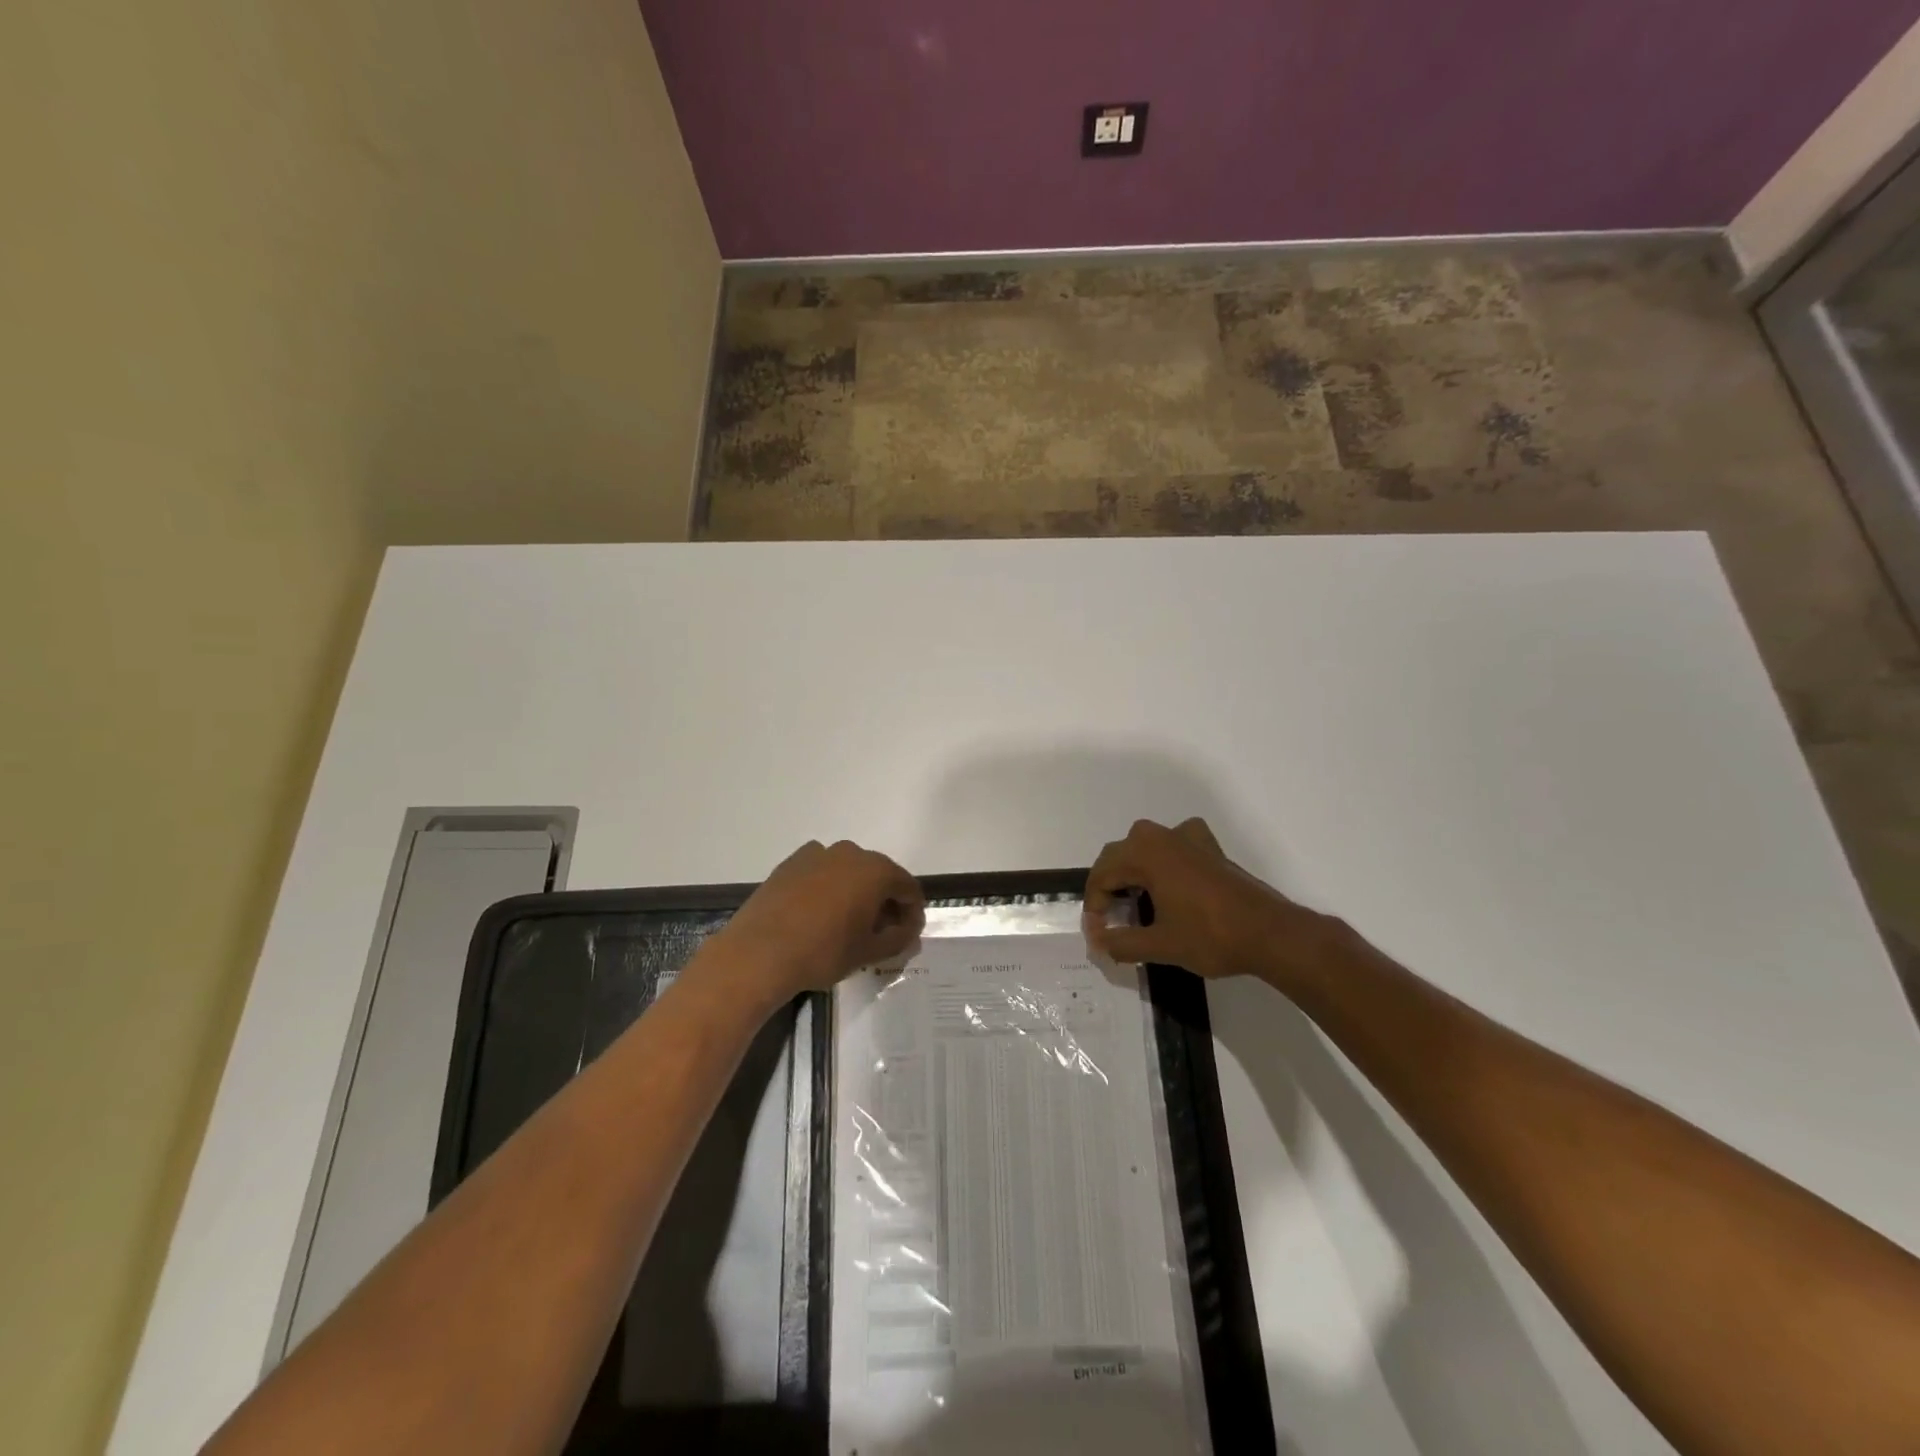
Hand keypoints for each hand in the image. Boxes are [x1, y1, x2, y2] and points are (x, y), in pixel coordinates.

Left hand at [717, 840, 924, 998]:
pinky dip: (828, 888)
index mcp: (876, 870)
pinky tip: (818, 915)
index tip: (908, 936)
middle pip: (879, 875)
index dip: (912, 913)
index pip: (908, 888)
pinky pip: (821, 872)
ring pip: (849, 872)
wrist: (758, 953)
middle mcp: (850, 852)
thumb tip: (908, 931)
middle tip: (881, 932)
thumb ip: (899, 939)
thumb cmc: (823, 952)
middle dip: (885, 902)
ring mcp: (817, 853)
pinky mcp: (791, 863)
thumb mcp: (869, 952)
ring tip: (848, 924)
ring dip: (856, 893)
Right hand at [1084, 818, 1340, 989]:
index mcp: (1145, 854)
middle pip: (1118, 855)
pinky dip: (1164, 857)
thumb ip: (1120, 943)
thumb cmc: (1210, 937)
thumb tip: (1097, 942)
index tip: (1098, 934)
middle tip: (1110, 919)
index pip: (1102, 874)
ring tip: (1134, 900)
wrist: (1270, 934)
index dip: (1094, 904)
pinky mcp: (1210, 848)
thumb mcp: (1159, 945)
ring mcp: (1189, 838)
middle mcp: (1162, 837)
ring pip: (1144, 845)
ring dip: (1132, 869)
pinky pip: (1175, 843)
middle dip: (1108, 885)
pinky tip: (1170, 877)